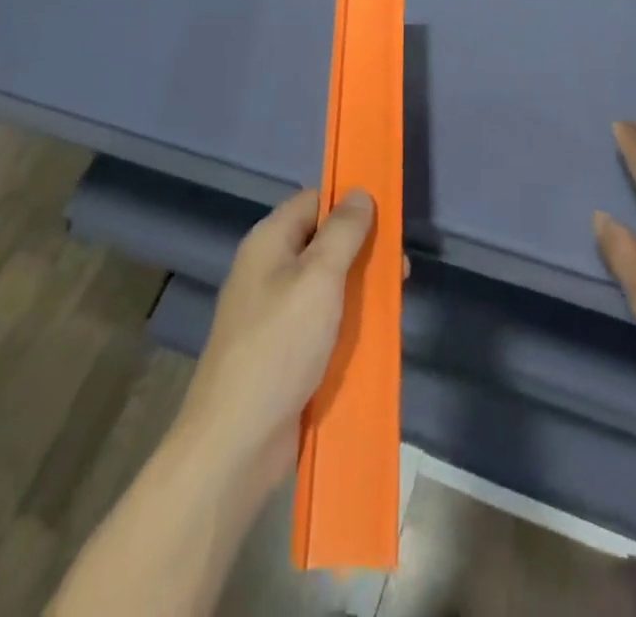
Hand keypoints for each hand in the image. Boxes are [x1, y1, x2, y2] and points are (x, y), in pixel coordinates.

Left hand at [174, 187, 376, 493]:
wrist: (235, 443)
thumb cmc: (279, 346)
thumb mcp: (319, 278)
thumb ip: (343, 232)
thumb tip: (359, 193)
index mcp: (269, 242)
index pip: (314, 201)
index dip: (348, 203)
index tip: (386, 215)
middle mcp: (268, 270)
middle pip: (323, 242)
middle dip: (362, 249)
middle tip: (400, 264)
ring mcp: (274, 312)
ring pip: (327, 284)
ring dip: (360, 287)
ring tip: (395, 297)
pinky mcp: (284, 350)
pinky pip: (322, 321)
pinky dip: (347, 321)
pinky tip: (374, 332)